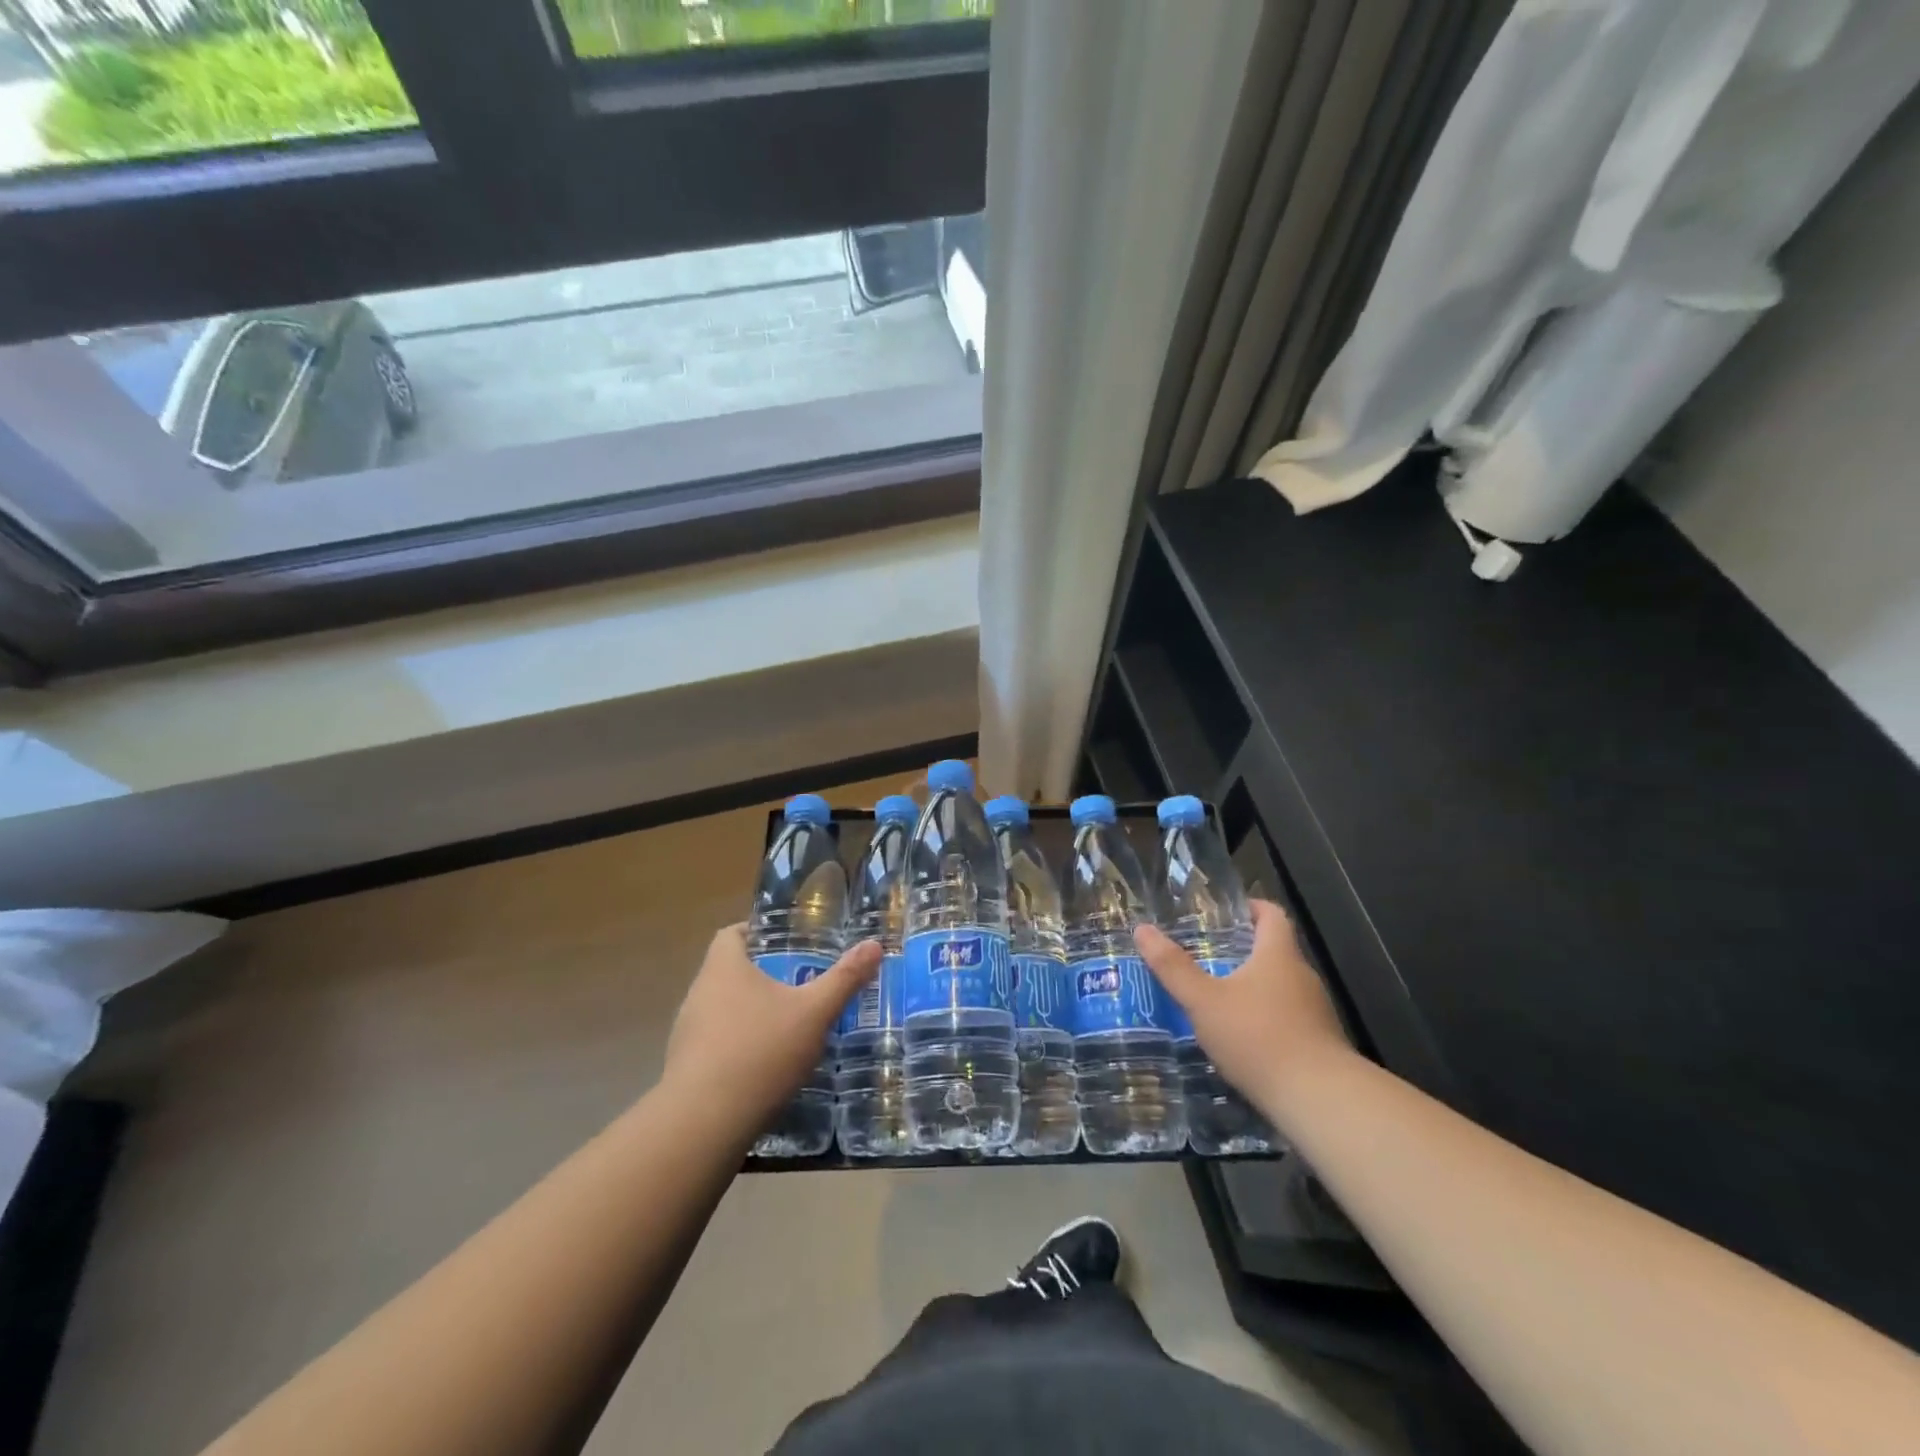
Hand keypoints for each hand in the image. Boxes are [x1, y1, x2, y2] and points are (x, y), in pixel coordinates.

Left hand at [664, 926, 880, 1131]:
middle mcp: (699, 993)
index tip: (788, 942)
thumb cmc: (760, 1052)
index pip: (732, 934)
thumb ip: (844, 979)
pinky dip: (740, 1046)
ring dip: (751, 1013)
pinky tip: (767, 1066)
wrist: (703, 1125)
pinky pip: (716, 1044)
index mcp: (724, 968)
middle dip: (763, 975)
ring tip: (789, 1024)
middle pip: (729, 971)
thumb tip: (874, 945)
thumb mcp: (814, 1013)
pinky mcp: (685, 1068)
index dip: (758, 932)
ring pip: (723, 1009)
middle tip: (801, 982)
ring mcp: (687, 1032)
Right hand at [1134, 899, 1354, 1125]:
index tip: (1227, 913)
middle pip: (1275, 952)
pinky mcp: (1320, 1045)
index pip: (1272, 915)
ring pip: (1281, 988)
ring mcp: (1316, 1013)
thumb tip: (1142, 929)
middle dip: (1243, 952)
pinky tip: (1242, 1040)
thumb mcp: (1204, 1001)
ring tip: (1217, 1000)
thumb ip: (1173, 967)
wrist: (1318, 1100)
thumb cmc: (1258, 1037)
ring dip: (1253, 989)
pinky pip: (1289, 1020)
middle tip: (1206, 957)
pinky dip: (1266, 1021)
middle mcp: (1302, 977)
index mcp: (1278, 955)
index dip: (1252, 908)